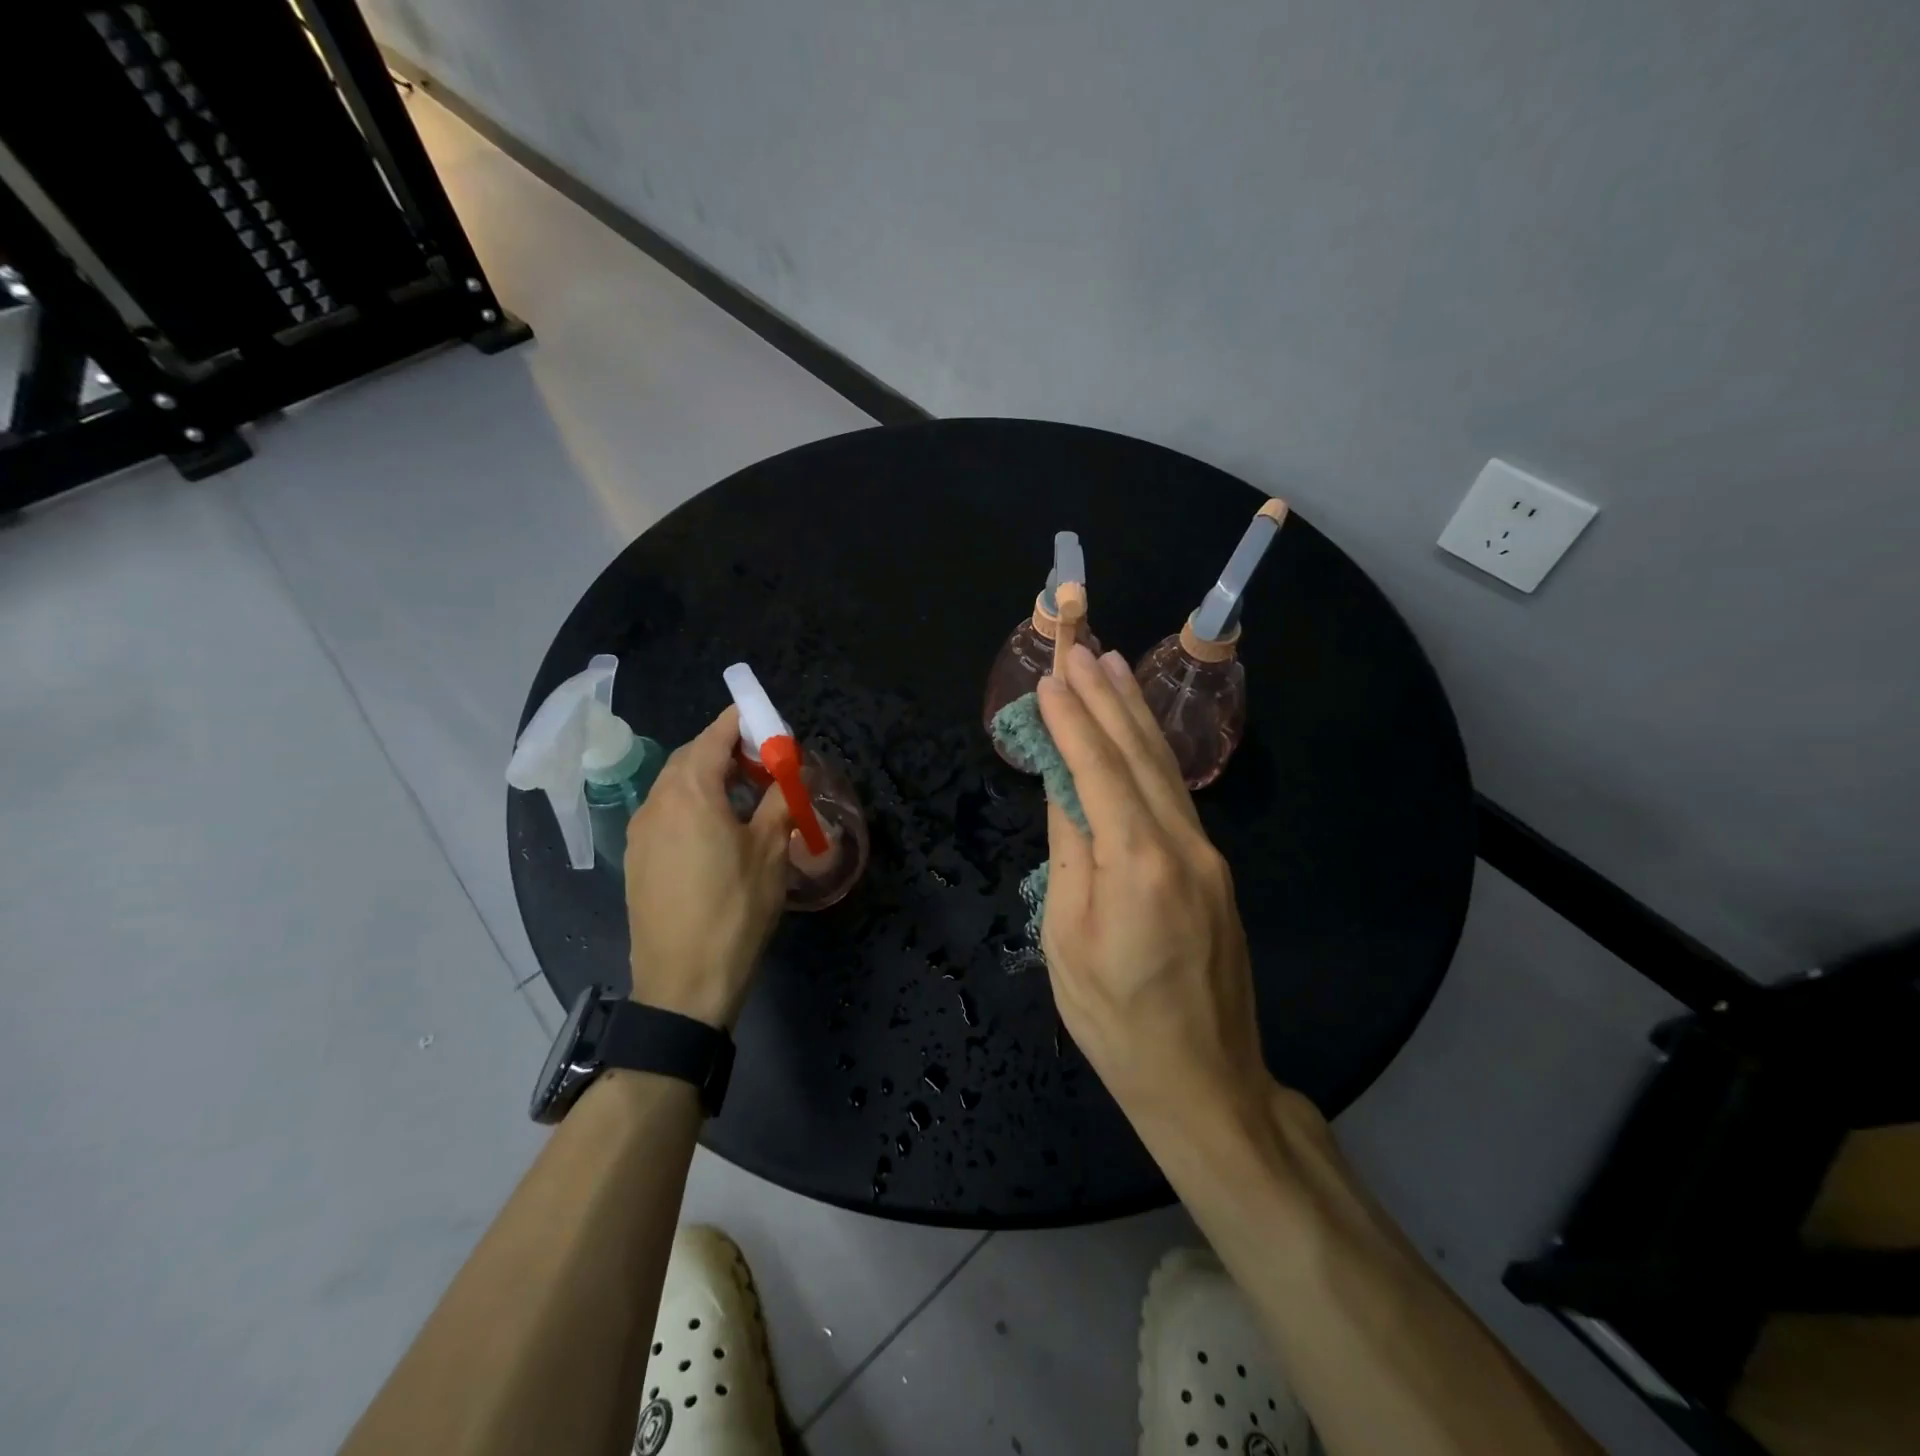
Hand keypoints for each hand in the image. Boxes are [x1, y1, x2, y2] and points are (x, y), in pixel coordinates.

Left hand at [623, 705, 791, 1027]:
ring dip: (709, 778)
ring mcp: (640, 831)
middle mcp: (656, 801)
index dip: (743, 722)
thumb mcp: (770, 851)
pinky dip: (691, 804)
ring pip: (675, 785)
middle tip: (764, 765)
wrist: (684, 982)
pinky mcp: (636, 858)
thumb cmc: (735, 909)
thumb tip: (790, 774)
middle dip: (727, 750)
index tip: (769, 724)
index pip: (715, 735)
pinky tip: (716, 831)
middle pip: (691, 756)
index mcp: (690, 792)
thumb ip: (779, 801)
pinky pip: (665, 812)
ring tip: (745, 798)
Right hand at [1037, 644, 1270, 1134]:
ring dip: (1135, 715)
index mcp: (1136, 863)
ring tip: (1113, 667)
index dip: (1072, 719)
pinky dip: (1152, 755)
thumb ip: (1068, 855)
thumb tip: (1064, 792)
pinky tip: (1140, 734)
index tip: (1051, 676)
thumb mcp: (1066, 939)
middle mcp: (1181, 846)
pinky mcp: (1214, 871)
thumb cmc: (1115, 1020)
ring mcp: (1207, 857)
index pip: (1097, 770)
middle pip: (1138, 755)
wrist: (1204, 1080)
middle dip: (1107, 698)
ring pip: (1164, 770)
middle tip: (1083, 649)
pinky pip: (1175, 797)